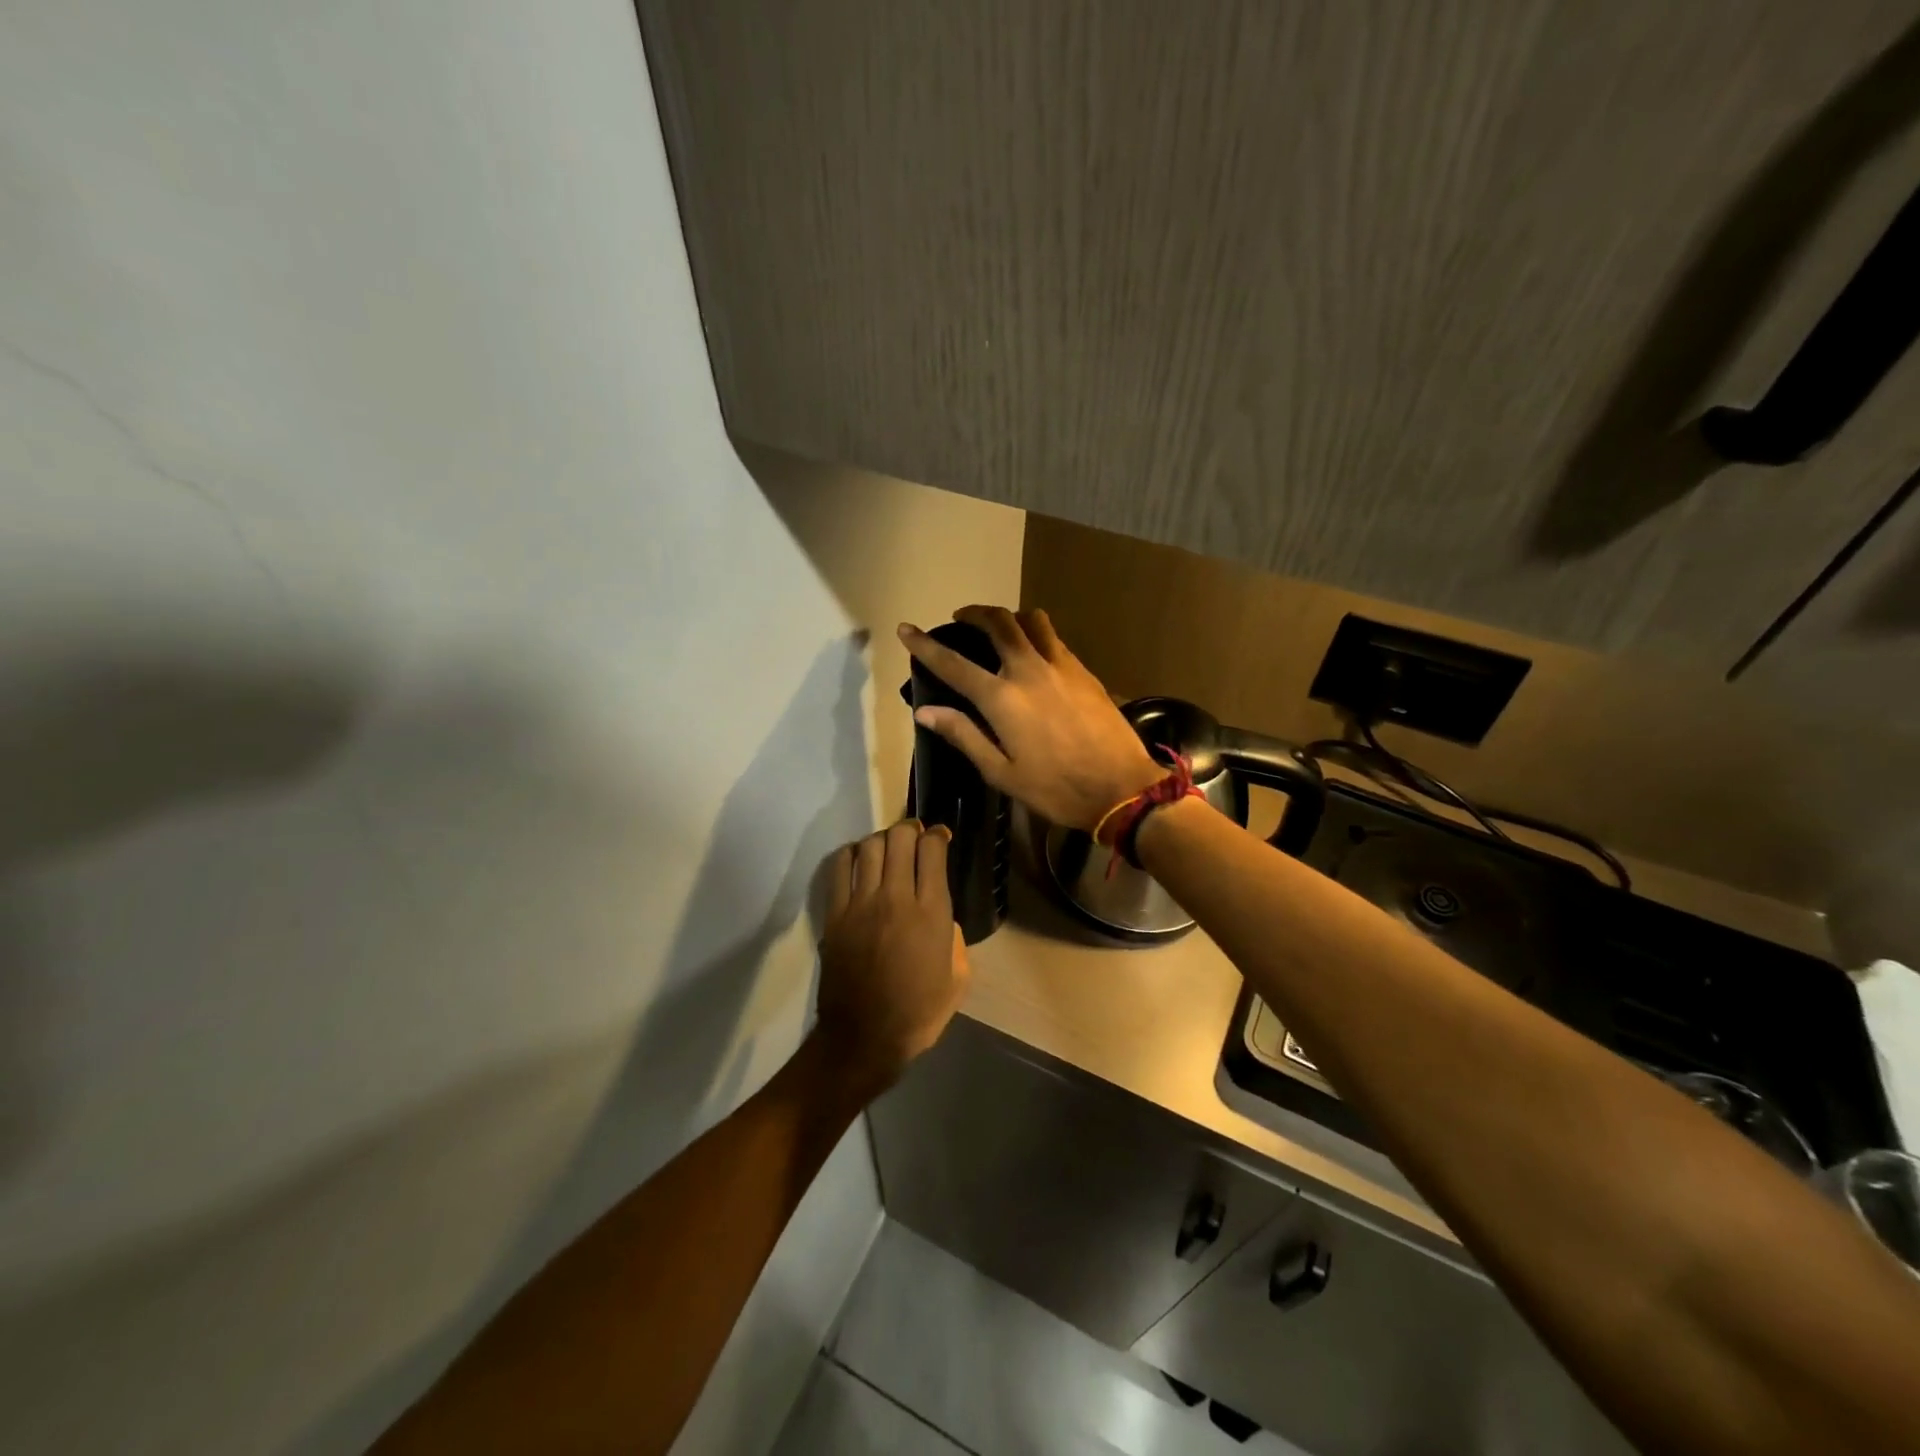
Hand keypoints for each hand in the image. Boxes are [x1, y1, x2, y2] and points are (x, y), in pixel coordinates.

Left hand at [814, 820, 970, 1097]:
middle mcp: (897, 898)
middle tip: (914, 836)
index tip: (940, 837)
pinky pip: (840, 868)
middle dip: (910, 829)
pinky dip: (851, 854)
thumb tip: (944, 918)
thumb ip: (955, 939)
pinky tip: (858, 859)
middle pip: (900, 839)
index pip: (932, 851)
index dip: (937, 835)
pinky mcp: (836, 914)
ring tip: (887, 847)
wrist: (865, 1038)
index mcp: (932, 913)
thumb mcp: (957, 978)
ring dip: (882, 839)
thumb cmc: (919, 1013)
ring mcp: (862, 904)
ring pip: (870, 847)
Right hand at [899, 605, 1162, 831]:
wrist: (1121, 787)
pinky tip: (1034, 652)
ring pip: (1031, 621)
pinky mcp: (1084, 671)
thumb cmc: (1055, 788)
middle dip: (974, 613)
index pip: (953, 664)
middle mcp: (1028, 670)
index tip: (906, 629)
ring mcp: (1060, 666)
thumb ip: (964, 735)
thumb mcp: (1001, 772)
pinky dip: (1036, 633)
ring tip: (999, 627)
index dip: (925, 645)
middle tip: (961, 618)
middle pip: (997, 622)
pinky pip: (1054, 638)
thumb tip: (925, 711)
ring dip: (1009, 616)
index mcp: (1002, 699)